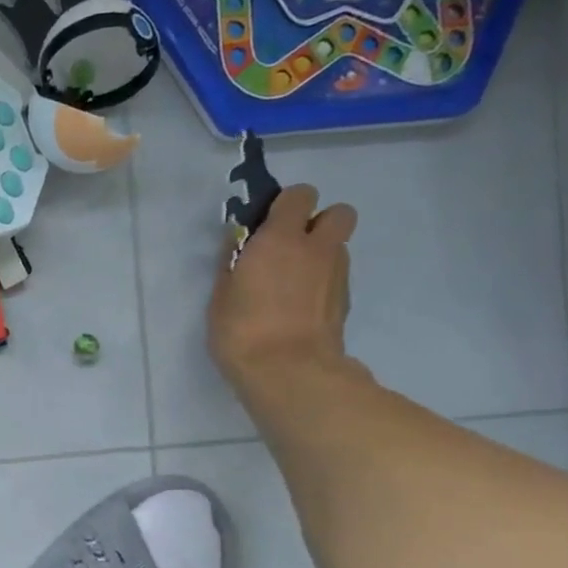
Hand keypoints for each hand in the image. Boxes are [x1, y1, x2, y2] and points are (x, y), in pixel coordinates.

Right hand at [209, 184, 357, 391]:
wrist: (289, 372)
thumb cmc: (242, 330)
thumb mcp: (221, 295)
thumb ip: (232, 262)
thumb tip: (237, 242)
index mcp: (280, 238)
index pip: (299, 195)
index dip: (285, 206)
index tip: (265, 226)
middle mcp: (316, 248)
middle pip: (338, 212)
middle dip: (318, 223)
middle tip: (290, 248)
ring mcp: (337, 274)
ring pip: (338, 247)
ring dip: (320, 255)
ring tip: (292, 284)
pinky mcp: (345, 301)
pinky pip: (336, 277)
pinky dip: (322, 284)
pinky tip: (300, 309)